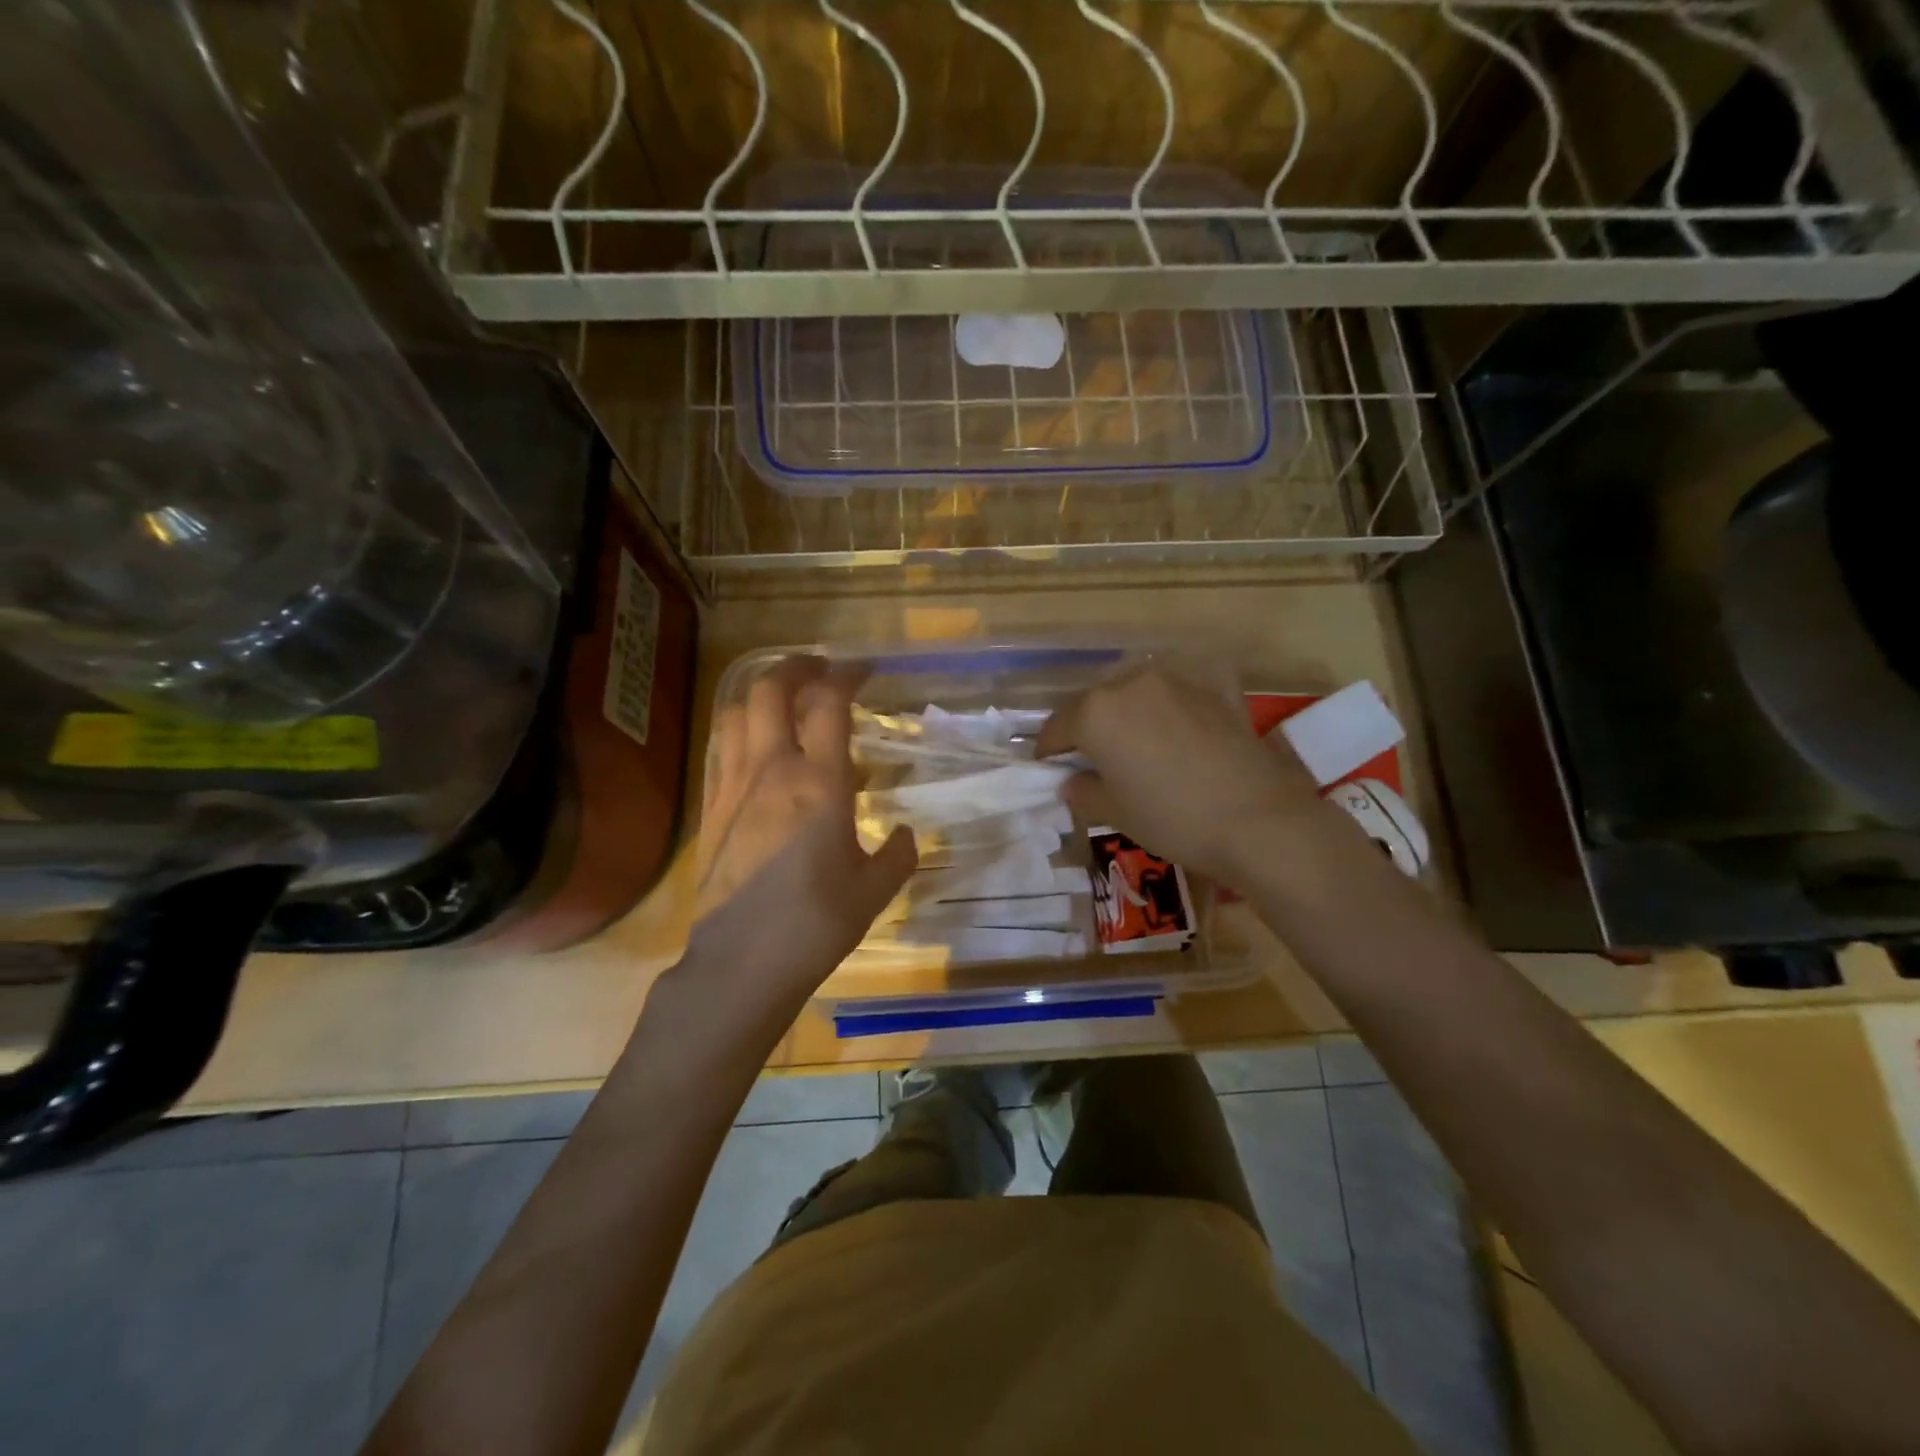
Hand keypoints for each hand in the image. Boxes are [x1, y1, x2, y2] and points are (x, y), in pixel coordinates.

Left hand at [685, 657, 916, 1013]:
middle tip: (820, 669)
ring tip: (785, 696)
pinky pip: (722, 747)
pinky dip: (741, 727)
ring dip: (762, 692)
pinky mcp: (710, 808)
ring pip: (738, 712)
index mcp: (818, 782)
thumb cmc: (816, 922)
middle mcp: (771, 770)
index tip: (863, 669)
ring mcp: (733, 786)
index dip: (846, 675)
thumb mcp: (874, 890)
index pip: (828, 703)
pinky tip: (757, 743)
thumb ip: (899, 855)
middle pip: (771, 690)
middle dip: (796, 667)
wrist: (742, 962)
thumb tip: (908, 834)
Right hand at [1037, 664, 1330, 886]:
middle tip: (1093, 763)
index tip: (1051, 772)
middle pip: (1093, 704)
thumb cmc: (1172, 819)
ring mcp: (1175, 682)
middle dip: (1087, 730)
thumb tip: (1073, 781)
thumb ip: (1082, 791)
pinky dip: (1168, 709)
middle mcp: (1130, 683)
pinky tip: (1177, 732)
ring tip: (1136, 748)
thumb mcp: (1114, 813)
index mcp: (1095, 712)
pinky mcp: (1214, 689)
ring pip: (1134, 694)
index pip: (1055, 728)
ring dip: (1126, 716)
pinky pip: (1176, 695)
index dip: (1048, 753)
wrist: (1259, 819)